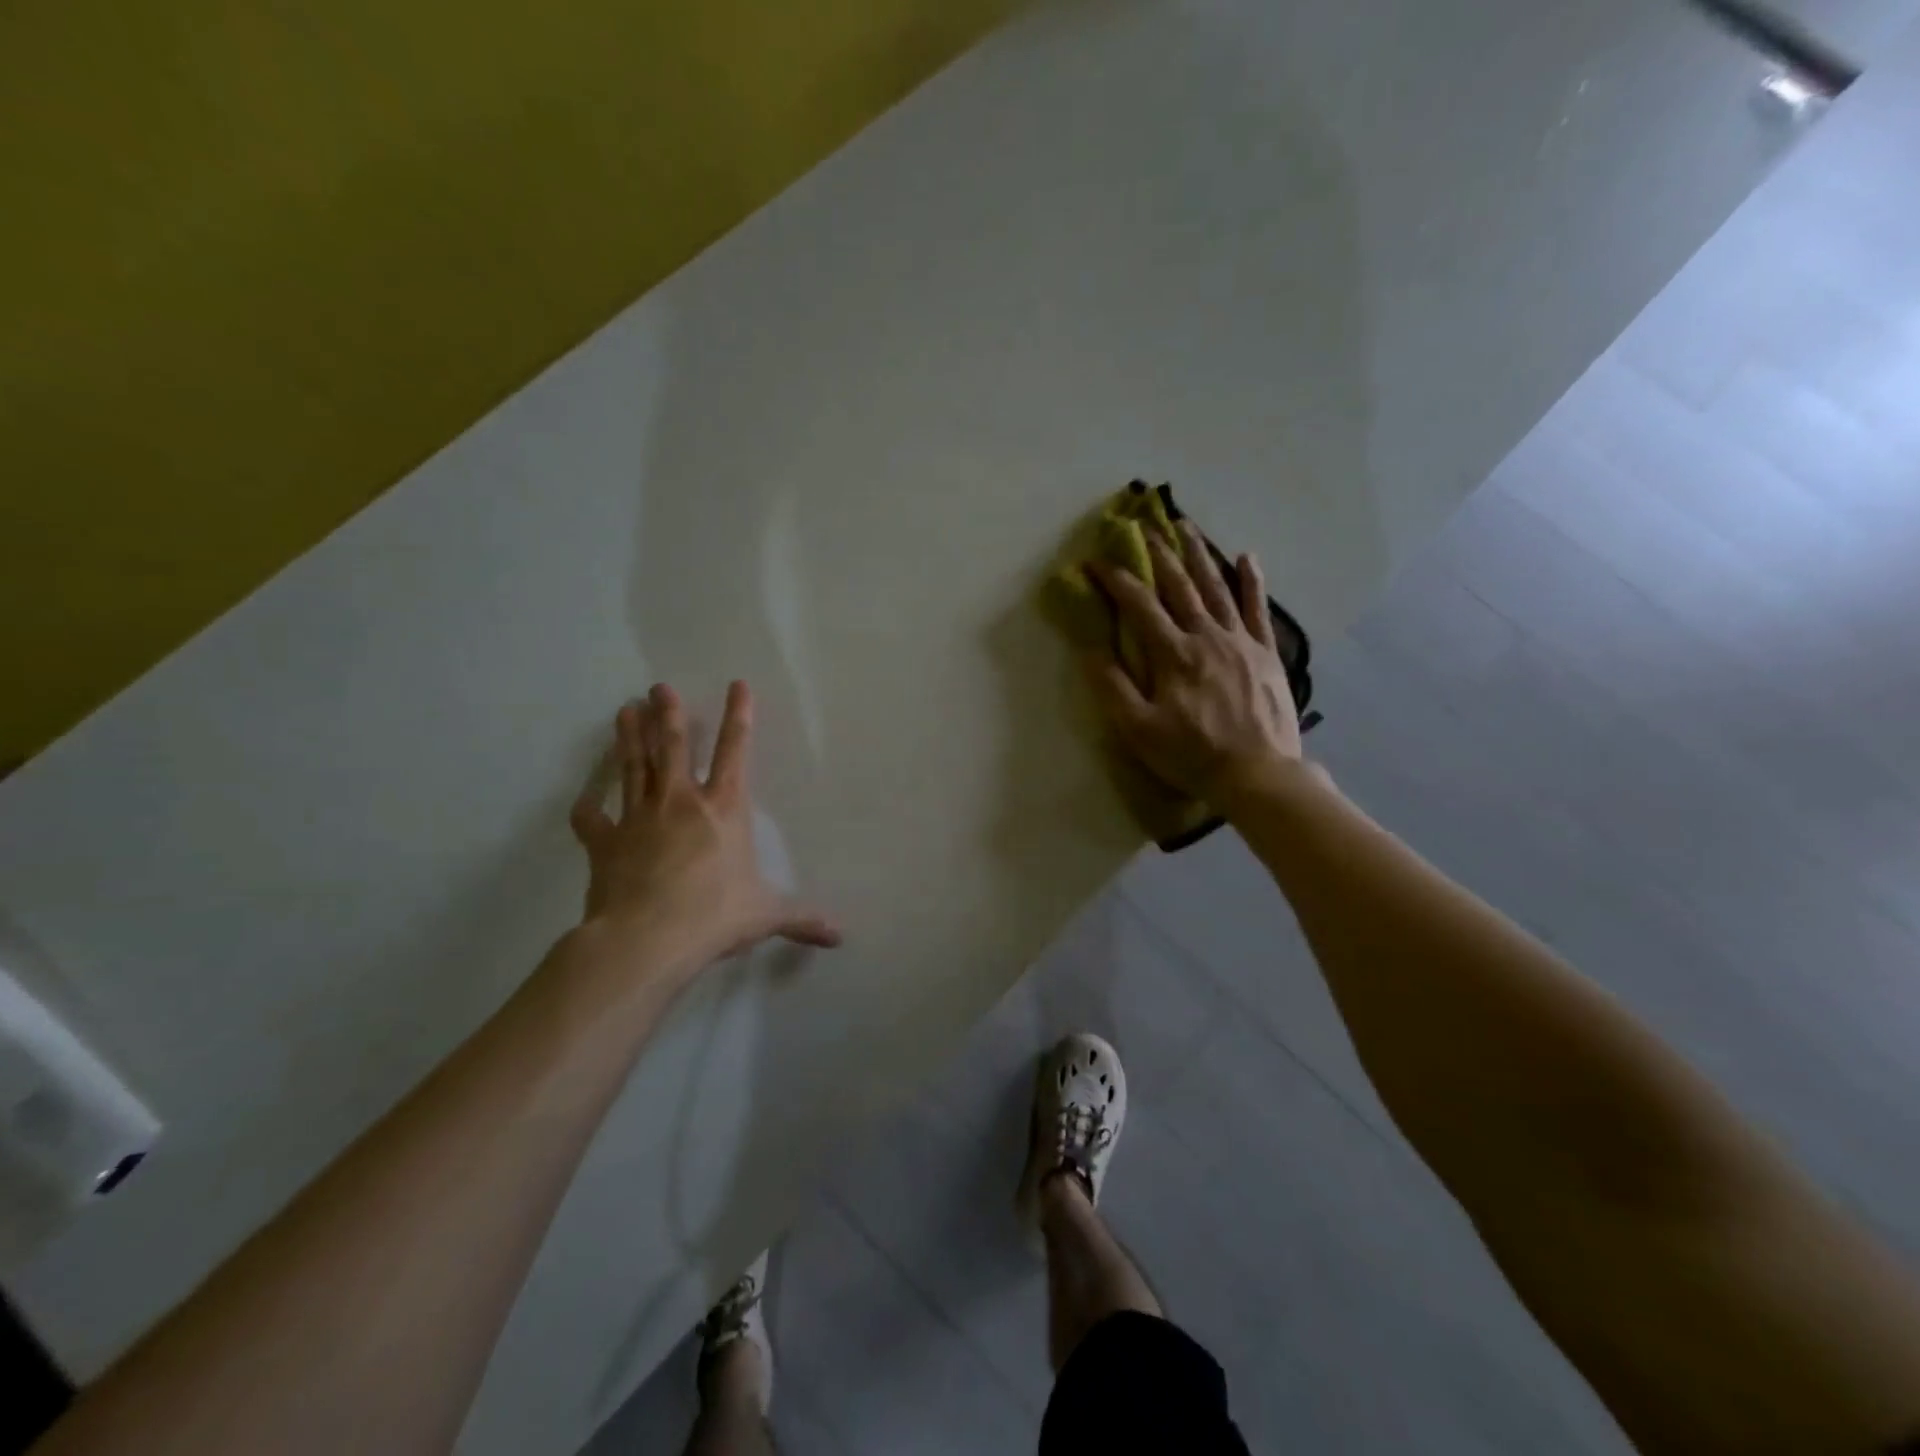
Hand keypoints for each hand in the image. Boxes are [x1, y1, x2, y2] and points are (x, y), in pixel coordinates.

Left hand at [569, 682, 840, 981]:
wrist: (648, 938)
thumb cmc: (715, 915)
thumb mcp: (767, 915)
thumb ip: (802, 918)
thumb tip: (839, 934)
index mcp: (724, 809)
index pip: (736, 752)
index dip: (739, 716)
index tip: (737, 684)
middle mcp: (681, 802)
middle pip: (673, 747)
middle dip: (668, 714)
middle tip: (658, 687)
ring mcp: (638, 818)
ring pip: (634, 768)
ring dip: (630, 738)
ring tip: (625, 709)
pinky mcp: (605, 842)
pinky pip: (592, 820)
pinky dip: (587, 808)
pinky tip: (584, 799)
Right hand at [1086, 521, 1303, 807]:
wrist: (1258, 774)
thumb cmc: (1192, 754)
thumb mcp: (1139, 730)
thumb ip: (1113, 687)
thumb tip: (1090, 650)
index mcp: (1173, 654)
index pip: (1138, 605)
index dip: (1114, 579)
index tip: (1094, 561)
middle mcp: (1206, 636)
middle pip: (1179, 585)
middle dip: (1158, 554)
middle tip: (1144, 526)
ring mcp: (1240, 641)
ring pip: (1216, 587)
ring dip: (1199, 554)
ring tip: (1187, 526)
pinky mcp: (1265, 652)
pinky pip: (1258, 609)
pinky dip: (1252, 581)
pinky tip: (1247, 557)